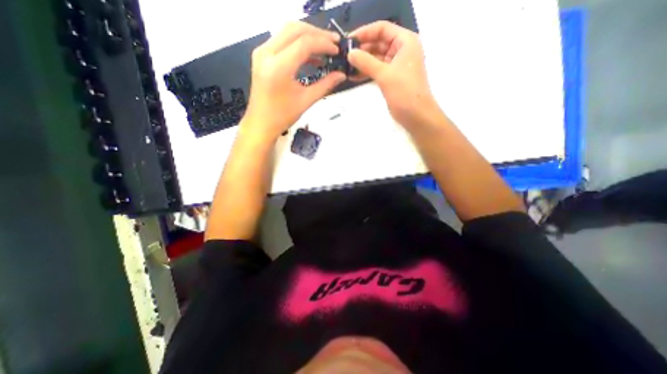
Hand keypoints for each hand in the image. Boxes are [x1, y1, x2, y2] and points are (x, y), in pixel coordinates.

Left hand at [243, 22, 346, 141]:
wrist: (261, 123)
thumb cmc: (283, 116)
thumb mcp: (306, 100)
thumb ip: (325, 85)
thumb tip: (341, 75)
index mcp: (279, 67)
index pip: (304, 43)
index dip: (324, 44)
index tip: (337, 51)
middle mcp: (267, 53)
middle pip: (295, 30)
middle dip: (317, 34)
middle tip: (334, 43)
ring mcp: (262, 52)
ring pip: (287, 31)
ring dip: (307, 36)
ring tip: (325, 47)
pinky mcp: (261, 56)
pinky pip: (281, 41)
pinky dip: (297, 44)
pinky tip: (311, 56)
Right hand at [346, 22, 441, 128]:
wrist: (415, 115)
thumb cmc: (405, 92)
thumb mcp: (385, 75)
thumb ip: (366, 62)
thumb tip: (350, 53)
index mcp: (405, 42)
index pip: (382, 29)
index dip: (365, 32)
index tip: (348, 40)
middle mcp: (401, 50)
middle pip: (378, 42)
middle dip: (362, 49)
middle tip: (344, 55)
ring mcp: (396, 65)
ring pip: (376, 58)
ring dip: (362, 62)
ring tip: (346, 66)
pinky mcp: (391, 78)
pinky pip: (376, 70)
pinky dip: (366, 72)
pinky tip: (353, 75)